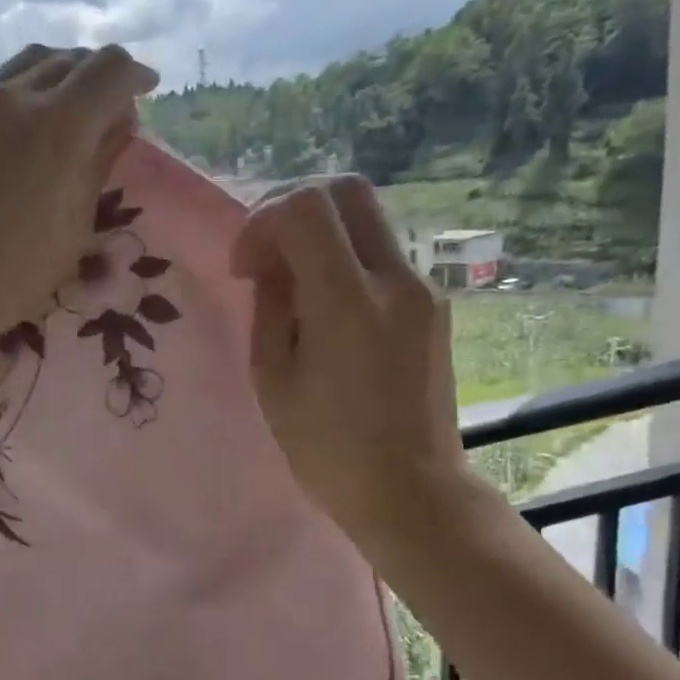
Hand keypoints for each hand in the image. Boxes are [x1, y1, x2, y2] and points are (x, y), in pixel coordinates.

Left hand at [0, 44, 158, 346]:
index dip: (135, 75)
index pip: (109, 69)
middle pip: (69, 59)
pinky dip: (27, 92)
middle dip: (99, 74)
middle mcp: (16, 97)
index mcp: (59, 123)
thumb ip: (99, 162)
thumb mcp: (75, 223)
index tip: (146, 91)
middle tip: (111, 105)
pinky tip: (29, 127)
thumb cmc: (16, 269)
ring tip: (72, 108)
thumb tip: (116, 123)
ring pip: (29, 64)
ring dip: (61, 75)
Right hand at [230, 176, 484, 560]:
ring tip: (294, 281)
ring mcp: (422, 289)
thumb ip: (270, 306)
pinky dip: (346, 257)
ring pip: (368, 217)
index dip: (261, 221)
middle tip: (267, 250)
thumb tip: (272, 266)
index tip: (246, 268)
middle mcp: (394, 279)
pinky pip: (383, 252)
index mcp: (346, 301)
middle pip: (346, 189)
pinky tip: (327, 304)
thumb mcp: (273, 379)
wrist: (411, 490)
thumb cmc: (327, 448)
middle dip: (293, 204)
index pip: (304, 207)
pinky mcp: (434, 304)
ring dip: (322, 232)